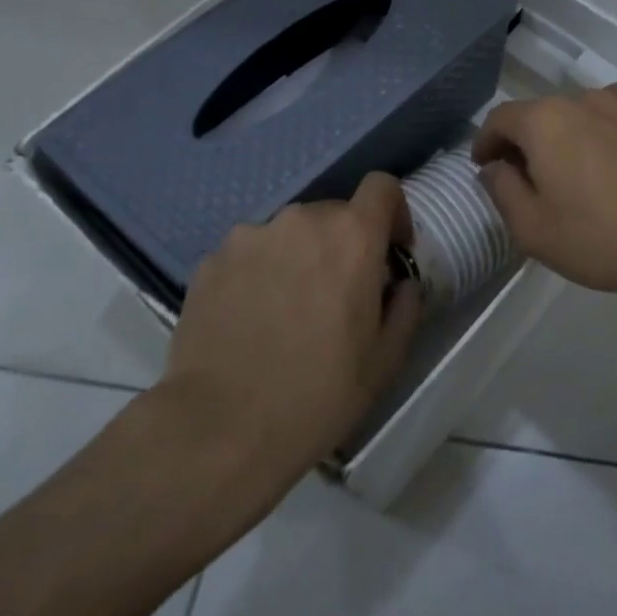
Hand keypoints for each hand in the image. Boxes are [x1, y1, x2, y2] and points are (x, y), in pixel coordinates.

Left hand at [156, 173, 422, 502]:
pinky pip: (249, 255)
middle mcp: (300, 221)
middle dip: (344, 244)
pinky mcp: (210, 262)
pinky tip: (251, 321)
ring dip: (299, 257)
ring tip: (288, 311)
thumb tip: (401, 284)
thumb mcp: (386, 359)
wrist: (221, 429)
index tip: (391, 251)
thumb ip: (406, 306)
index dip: (393, 212)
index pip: (381, 187)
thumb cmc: (319, 393)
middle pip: (333, 213)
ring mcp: (249, 237)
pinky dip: (258, 274)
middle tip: (338, 295)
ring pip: (288, 234)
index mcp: (352, 236)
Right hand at [472, 81, 616, 310]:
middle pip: (541, 114)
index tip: (484, 166)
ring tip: (575, 164)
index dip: (486, 142)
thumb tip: (494, 167)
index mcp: (544, 122)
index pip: (500, 119)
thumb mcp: (533, 228)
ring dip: (569, 131)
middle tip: (527, 178)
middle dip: (527, 142)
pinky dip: (613, 115)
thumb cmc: (601, 238)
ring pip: (583, 109)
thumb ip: (503, 190)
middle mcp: (583, 101)